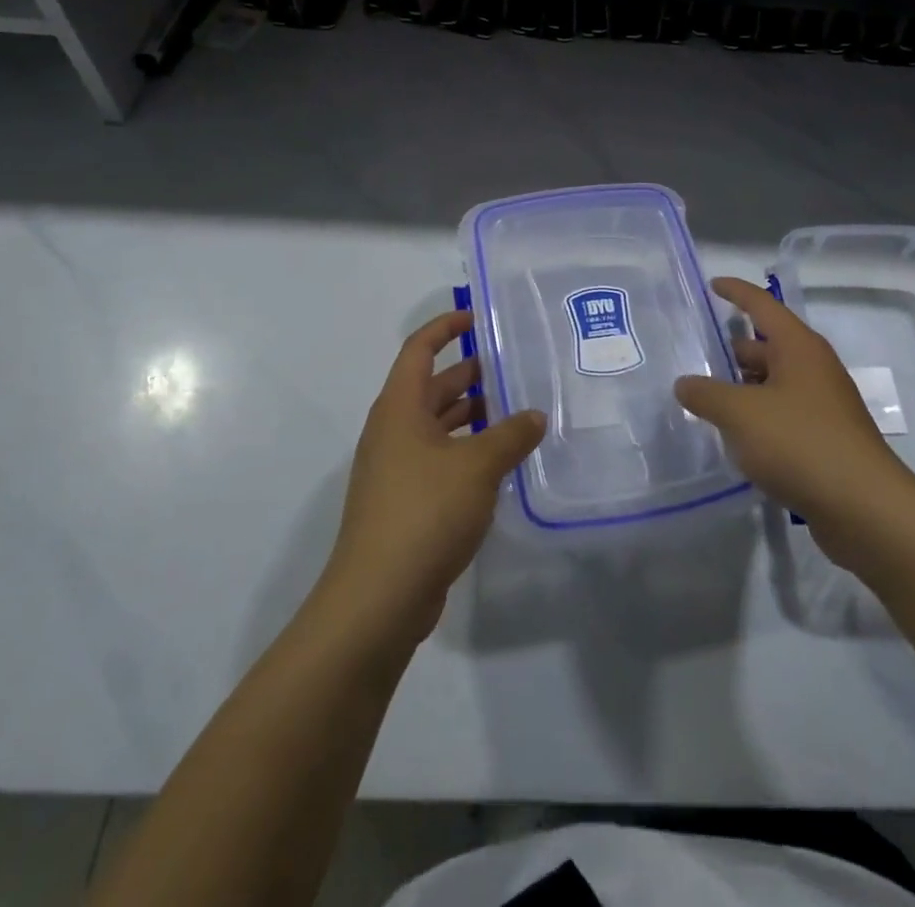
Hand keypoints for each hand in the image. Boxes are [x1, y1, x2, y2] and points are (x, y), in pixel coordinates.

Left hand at [322, 312, 544, 644]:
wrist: (378, 598)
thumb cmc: (425, 512)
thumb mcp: (478, 466)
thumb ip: (511, 435)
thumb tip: (536, 415)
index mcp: (400, 408)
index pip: (419, 350)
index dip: (445, 328)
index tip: (477, 316)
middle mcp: (393, 431)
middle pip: (431, 387)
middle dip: (468, 374)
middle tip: (513, 367)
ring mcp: (396, 469)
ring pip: (437, 427)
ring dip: (471, 416)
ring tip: (516, 411)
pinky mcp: (405, 502)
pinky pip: (440, 460)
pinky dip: (467, 452)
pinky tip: (501, 463)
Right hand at [675, 277, 914, 567]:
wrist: (864, 508)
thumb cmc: (799, 443)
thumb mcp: (740, 414)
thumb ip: (705, 394)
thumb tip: (685, 383)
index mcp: (798, 348)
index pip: (763, 305)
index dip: (736, 292)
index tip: (713, 285)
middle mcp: (813, 369)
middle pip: (765, 348)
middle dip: (730, 352)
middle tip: (692, 360)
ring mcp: (822, 405)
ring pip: (772, 384)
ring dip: (741, 390)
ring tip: (704, 402)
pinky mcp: (824, 438)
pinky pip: (782, 415)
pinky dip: (757, 418)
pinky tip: (734, 439)